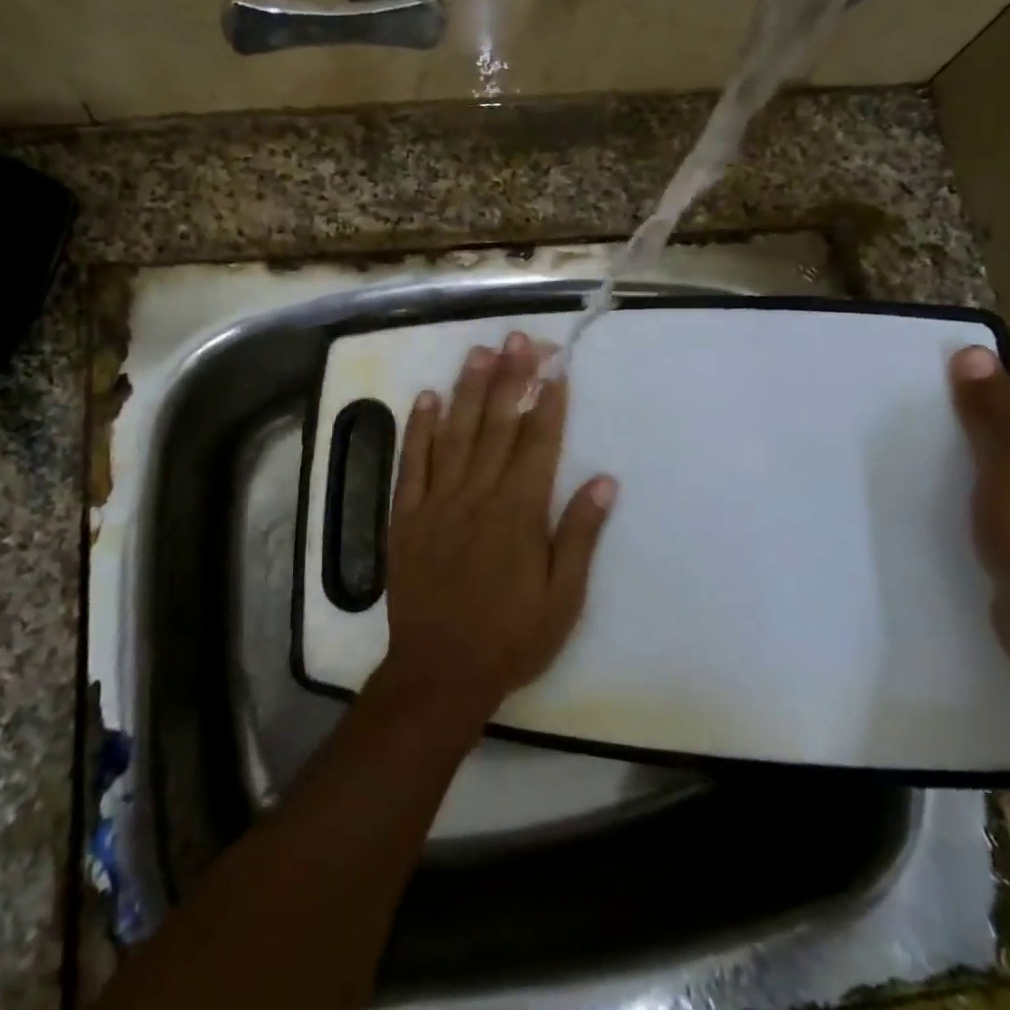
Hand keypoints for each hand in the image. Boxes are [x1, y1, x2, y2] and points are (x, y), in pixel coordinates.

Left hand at [377, 332, 616, 728]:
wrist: (439, 671)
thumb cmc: (511, 638)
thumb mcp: (562, 598)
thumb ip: (579, 535)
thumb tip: (603, 480)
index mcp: (519, 513)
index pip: (538, 444)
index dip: (548, 403)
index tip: (555, 368)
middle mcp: (477, 496)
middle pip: (497, 426)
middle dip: (511, 378)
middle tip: (518, 338)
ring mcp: (437, 502)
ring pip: (454, 434)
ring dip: (467, 390)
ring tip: (478, 351)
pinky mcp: (406, 516)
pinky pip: (412, 464)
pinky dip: (418, 429)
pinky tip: (426, 398)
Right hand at [950, 346, 1009, 693]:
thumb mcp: (1007, 461)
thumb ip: (989, 408)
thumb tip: (973, 351)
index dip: (984, 395)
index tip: (938, 412)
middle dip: (981, 436)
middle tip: (931, 444)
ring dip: (986, 476)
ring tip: (941, 480)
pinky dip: (997, 508)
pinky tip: (968, 521)